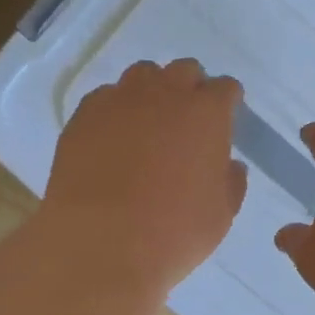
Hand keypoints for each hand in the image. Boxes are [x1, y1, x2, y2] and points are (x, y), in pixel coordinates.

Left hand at [42, 59, 246, 291]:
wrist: (100, 243)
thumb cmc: (173, 232)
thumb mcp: (221, 215)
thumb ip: (230, 182)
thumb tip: (228, 164)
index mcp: (207, 113)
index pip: (226, 88)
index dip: (227, 104)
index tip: (224, 122)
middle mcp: (165, 93)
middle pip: (185, 71)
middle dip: (191, 89)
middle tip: (187, 123)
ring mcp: (121, 100)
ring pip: (142, 75)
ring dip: (153, 91)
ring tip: (149, 124)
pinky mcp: (84, 115)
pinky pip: (106, 97)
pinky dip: (116, 109)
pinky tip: (113, 138)